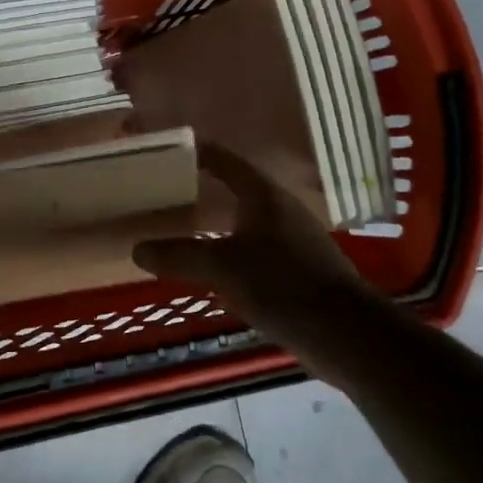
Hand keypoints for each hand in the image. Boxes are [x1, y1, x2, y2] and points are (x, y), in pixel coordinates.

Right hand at [133, 143, 379, 367]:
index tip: (167, 149)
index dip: (197, 151)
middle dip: (202, 187)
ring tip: (183, 225)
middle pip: (235, 187)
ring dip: (217, 219)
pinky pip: (255, 247)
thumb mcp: (222, 267)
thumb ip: (179, 256)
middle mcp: (279, 208)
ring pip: (245, 219)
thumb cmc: (282, 284)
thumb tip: (137, 249)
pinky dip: (231, 247)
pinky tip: (214, 265)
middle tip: (166, 190)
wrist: (346, 333)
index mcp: (262, 194)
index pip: (224, 159)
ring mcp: (292, 238)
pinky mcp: (299, 267)